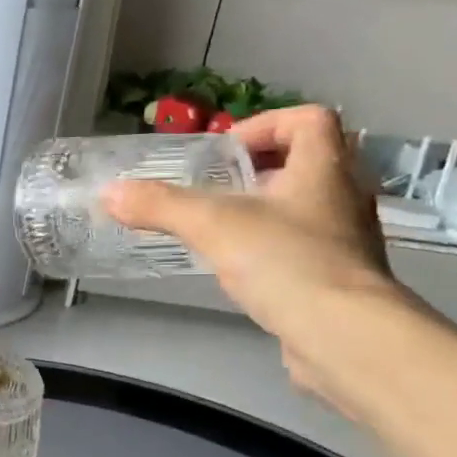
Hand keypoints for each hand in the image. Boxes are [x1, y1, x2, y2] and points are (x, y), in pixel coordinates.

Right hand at [102, 105, 409, 403]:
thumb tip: (109, 193)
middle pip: (308, 162)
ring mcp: (347, 240)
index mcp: (325, 168)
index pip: (309, 119)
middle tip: (216, 190)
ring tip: (222, 230)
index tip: (226, 152)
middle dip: (259, 170)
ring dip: (266, 210)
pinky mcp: (340, 279)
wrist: (344, 337)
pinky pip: (306, 247)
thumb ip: (160, 206)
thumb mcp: (212, 225)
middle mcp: (344, 197)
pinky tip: (243, 270)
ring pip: (306, 207)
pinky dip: (274, 248)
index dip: (266, 124)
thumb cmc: (286, 262)